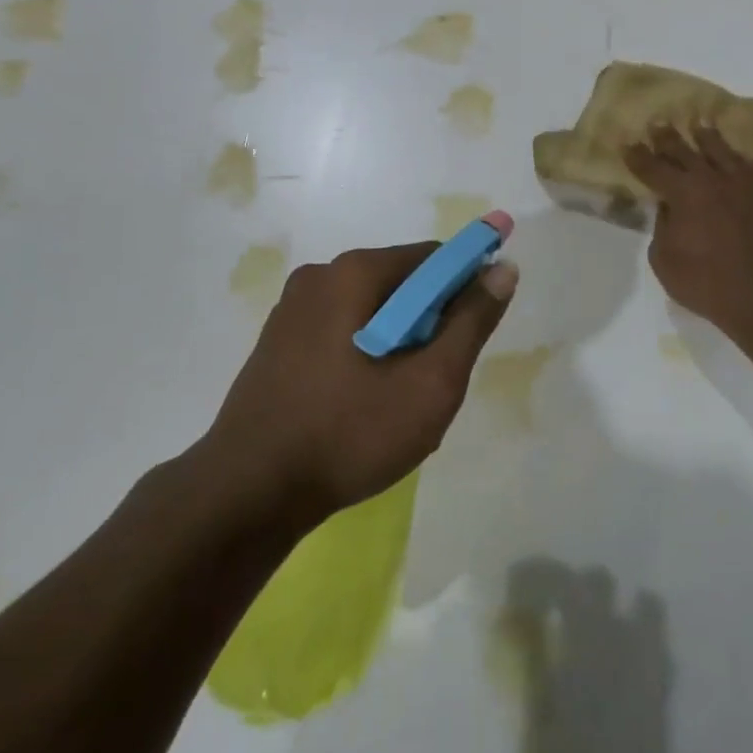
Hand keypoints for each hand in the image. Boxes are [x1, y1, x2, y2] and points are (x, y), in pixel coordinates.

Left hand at [204, 244, 517, 522]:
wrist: (248, 494)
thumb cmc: (348, 434)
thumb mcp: (430, 383)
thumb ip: (471, 322)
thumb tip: (504, 269)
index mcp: (354, 273)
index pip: (433, 258)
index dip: (466, 288)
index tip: (474, 335)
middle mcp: (320, 275)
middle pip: (401, 282)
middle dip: (429, 323)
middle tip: (432, 382)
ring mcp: (292, 308)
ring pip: (372, 309)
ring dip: (399, 341)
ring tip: (396, 400)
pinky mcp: (278, 340)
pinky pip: (342, 329)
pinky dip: (366, 352)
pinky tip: (360, 403)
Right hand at [624, 124, 752, 337]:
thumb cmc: (706, 283)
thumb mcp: (664, 260)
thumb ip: (662, 227)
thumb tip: (669, 208)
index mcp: (683, 193)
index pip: (653, 168)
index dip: (637, 156)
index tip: (627, 143)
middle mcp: (712, 179)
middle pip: (684, 150)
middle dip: (667, 137)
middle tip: (657, 123)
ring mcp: (742, 184)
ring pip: (720, 149)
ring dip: (705, 135)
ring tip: (697, 123)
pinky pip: (750, 165)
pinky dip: (737, 157)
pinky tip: (735, 156)